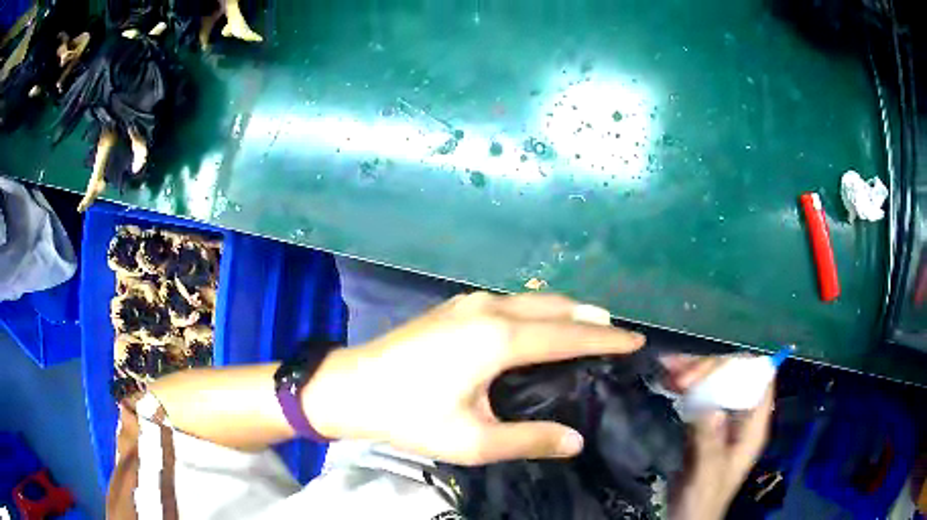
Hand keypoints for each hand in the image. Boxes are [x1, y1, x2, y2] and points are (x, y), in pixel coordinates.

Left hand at [301, 292, 645, 465]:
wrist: (352, 386)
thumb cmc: (411, 416)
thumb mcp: (473, 440)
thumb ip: (529, 440)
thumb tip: (576, 440)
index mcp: (499, 339)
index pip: (570, 334)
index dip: (607, 337)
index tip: (637, 340)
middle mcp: (490, 309)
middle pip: (556, 307)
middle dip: (593, 318)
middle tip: (619, 335)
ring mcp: (470, 302)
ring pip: (534, 299)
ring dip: (566, 311)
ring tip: (591, 328)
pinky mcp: (456, 305)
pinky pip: (513, 301)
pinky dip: (540, 311)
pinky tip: (541, 327)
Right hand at [662, 355, 774, 519]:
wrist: (686, 517)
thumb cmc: (703, 499)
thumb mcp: (708, 474)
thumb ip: (711, 443)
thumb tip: (711, 407)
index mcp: (753, 427)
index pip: (760, 381)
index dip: (741, 366)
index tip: (710, 366)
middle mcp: (741, 415)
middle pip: (734, 376)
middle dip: (709, 369)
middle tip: (680, 375)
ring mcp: (722, 418)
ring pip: (714, 382)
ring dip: (694, 372)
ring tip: (667, 367)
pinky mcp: (704, 424)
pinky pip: (698, 395)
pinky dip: (684, 385)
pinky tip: (667, 378)